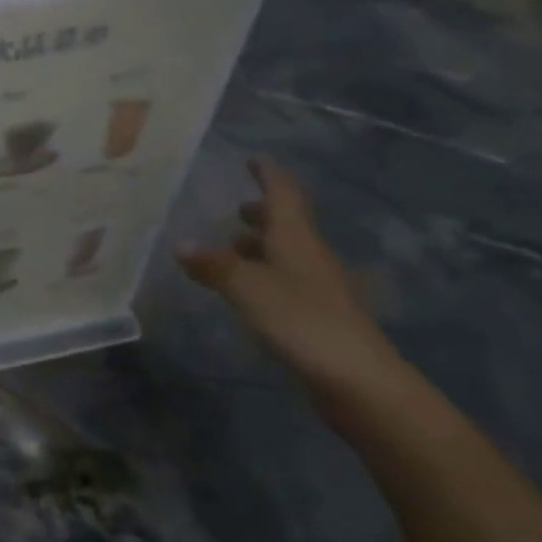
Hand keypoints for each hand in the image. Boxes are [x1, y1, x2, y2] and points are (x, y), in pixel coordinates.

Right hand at [177, 158, 405, 413]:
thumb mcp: (247, 288)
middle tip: (235, 208)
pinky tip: (246, 290)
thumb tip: (180, 243)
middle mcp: (310, 256)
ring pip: (286, 254)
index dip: (268, 174)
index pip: (282, 194)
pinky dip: (263, 275)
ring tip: (231, 248)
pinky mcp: (317, 316)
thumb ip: (213, 265)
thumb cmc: (302, 321)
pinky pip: (286, 281)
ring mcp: (318, 288)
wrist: (361, 382)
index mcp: (296, 239)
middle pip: (287, 224)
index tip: (254, 159)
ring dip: (261, 246)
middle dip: (262, 213)